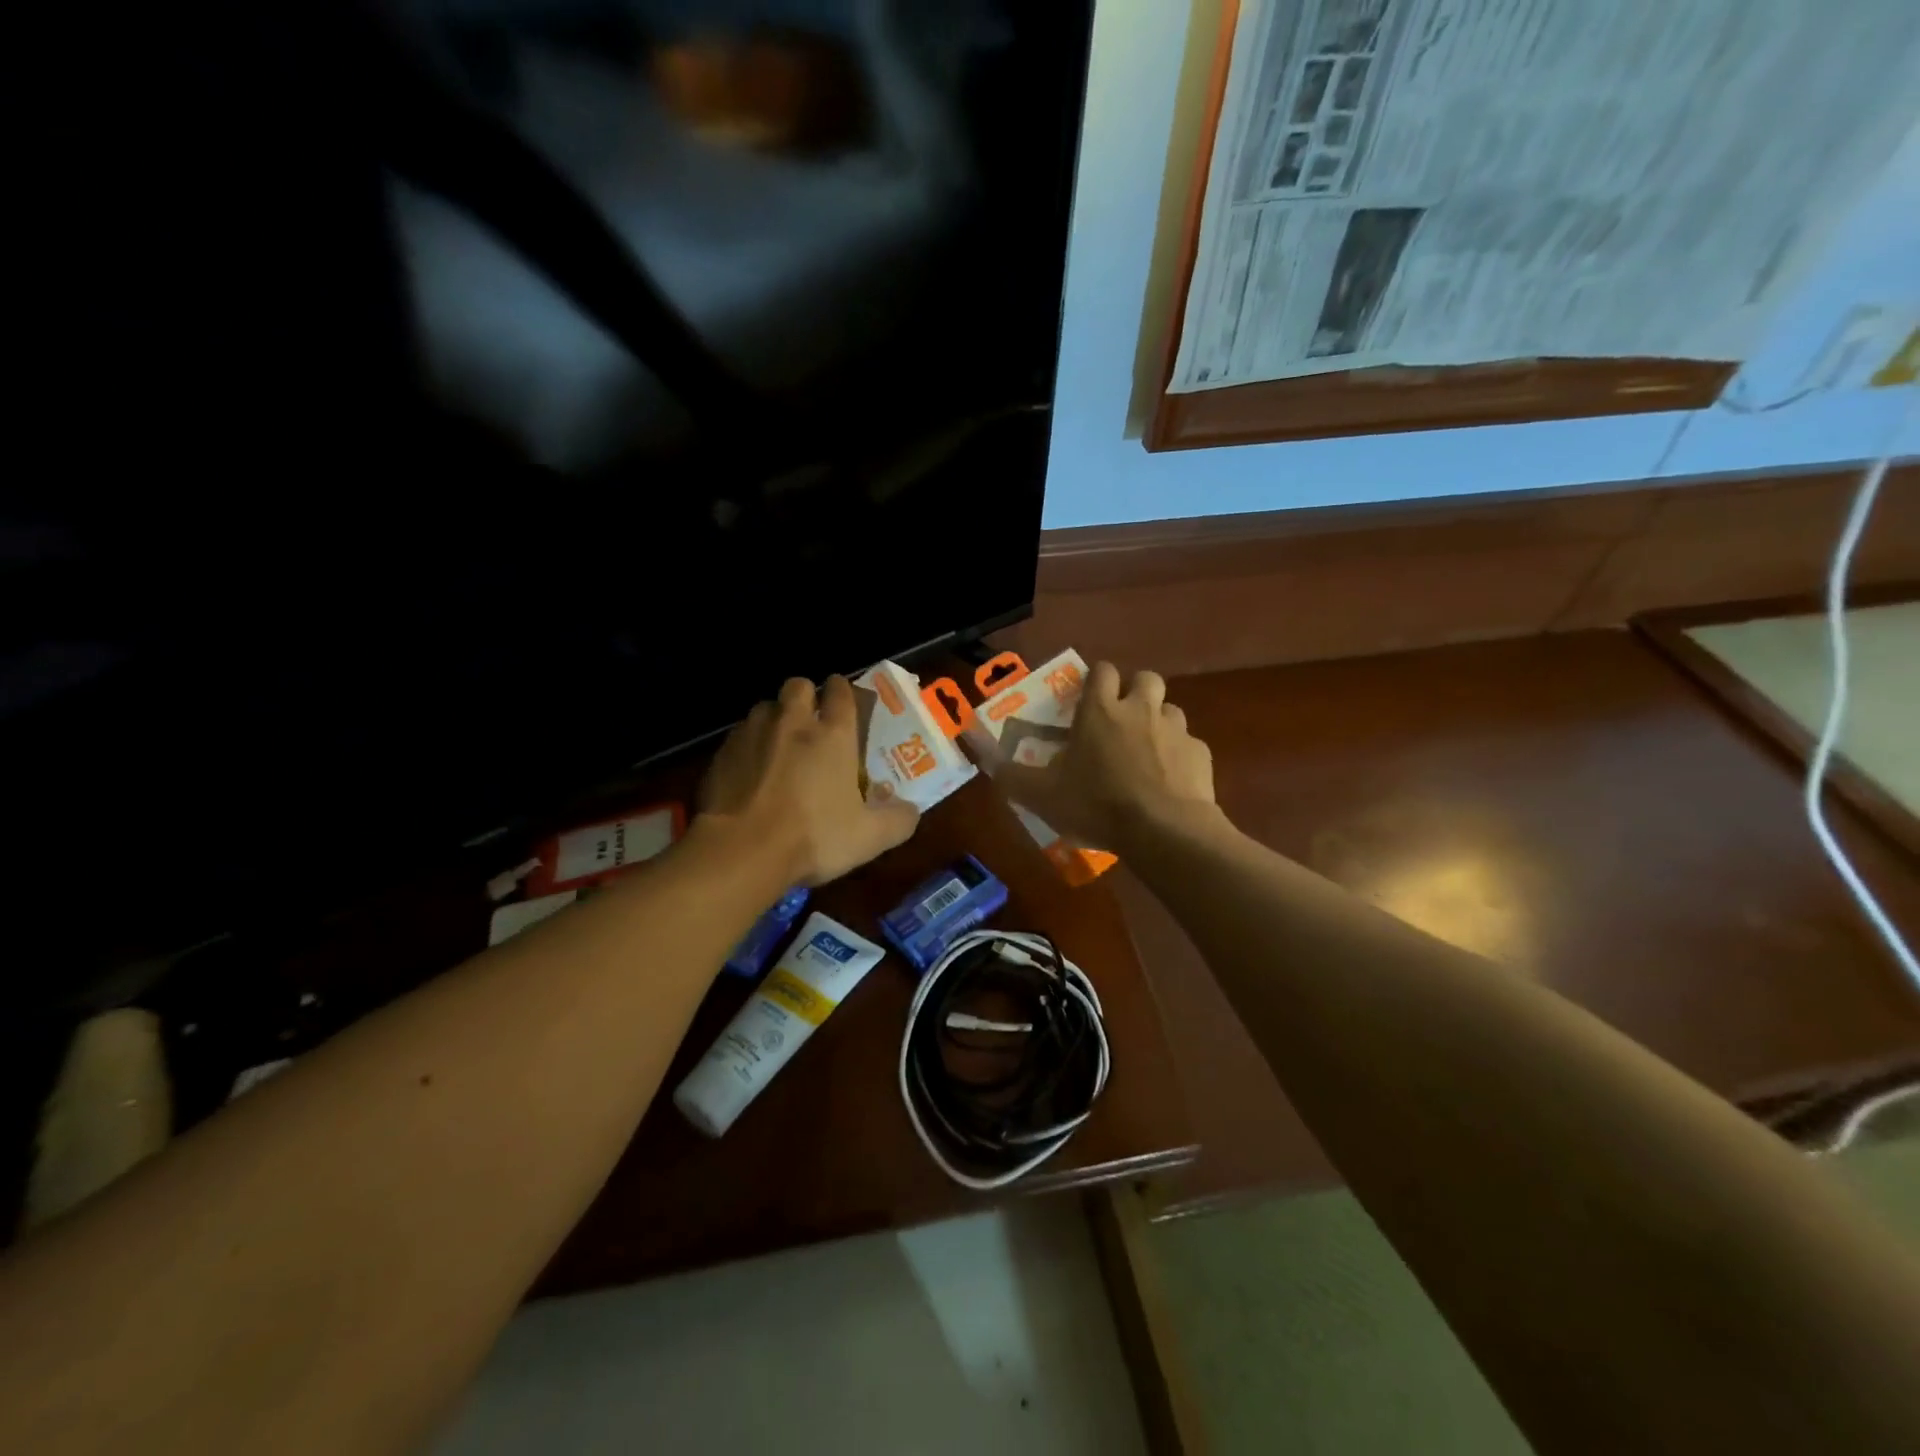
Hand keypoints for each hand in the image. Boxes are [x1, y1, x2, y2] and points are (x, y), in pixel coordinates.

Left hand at [698, 675, 919, 885]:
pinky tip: (750, 771)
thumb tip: (911, 810)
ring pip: (765, 707)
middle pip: (798, 685)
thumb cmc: (814, 837)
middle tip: (810, 720)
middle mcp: (792, 722)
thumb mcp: (870, 838)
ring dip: (774, 717)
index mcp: (833, 735)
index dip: (842, 690)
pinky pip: (738, 736)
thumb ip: (898, 820)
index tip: (842, 697)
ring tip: (778, 743)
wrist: (742, 851)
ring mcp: (752, 734)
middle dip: (806, 695)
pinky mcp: (722, 754)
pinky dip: (748, 745)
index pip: (840, 692)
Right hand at [989, 663, 1216, 851]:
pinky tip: (1169, 782)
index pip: (1101, 670)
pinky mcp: (1200, 754)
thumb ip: (1008, 772)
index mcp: (1100, 710)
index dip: (1095, 680)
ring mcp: (1176, 730)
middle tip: (1120, 722)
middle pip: (1144, 678)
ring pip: (1170, 710)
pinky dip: (1179, 756)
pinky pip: (1189, 745)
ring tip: (1145, 753)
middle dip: (1134, 692)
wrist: (1164, 831)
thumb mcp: (1041, 794)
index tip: (1087, 701)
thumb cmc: (1097, 805)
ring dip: (1158, 723)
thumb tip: (977, 749)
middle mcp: (1141, 709)